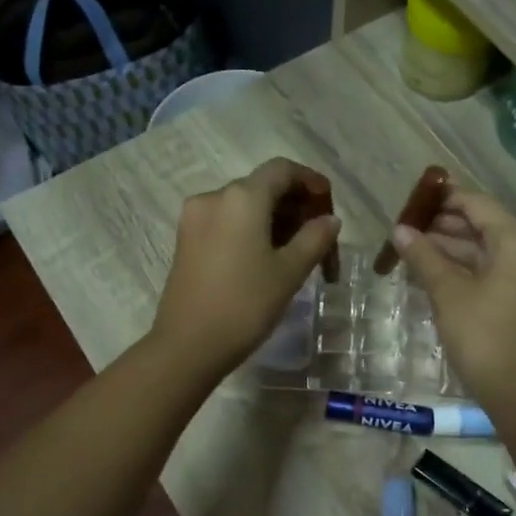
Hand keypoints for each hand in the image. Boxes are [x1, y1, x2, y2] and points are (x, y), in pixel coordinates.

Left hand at [150, 158, 340, 378]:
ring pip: (243, 205)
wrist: (188, 345)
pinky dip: (250, 229)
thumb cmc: (245, 304)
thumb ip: (315, 238)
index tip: (328, 202)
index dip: (309, 180)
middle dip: (293, 204)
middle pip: (261, 186)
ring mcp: (194, 219)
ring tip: (296, 250)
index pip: (281, 170)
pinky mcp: (185, 241)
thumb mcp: (289, 272)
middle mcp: (214, 197)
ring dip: (272, 218)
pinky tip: (266, 256)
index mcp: (241, 197)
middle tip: (318, 234)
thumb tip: (330, 219)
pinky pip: (226, 222)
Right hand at [391, 188, 515, 413]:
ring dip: (453, 247)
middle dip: (446, 224)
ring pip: (487, 250)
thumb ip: (423, 256)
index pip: (478, 205)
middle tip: (408, 225)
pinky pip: (492, 270)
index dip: (445, 198)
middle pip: (484, 226)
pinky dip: (465, 267)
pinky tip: (435, 269)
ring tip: (414, 246)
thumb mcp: (447, 292)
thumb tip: (399, 230)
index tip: (414, 197)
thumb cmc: (482, 335)